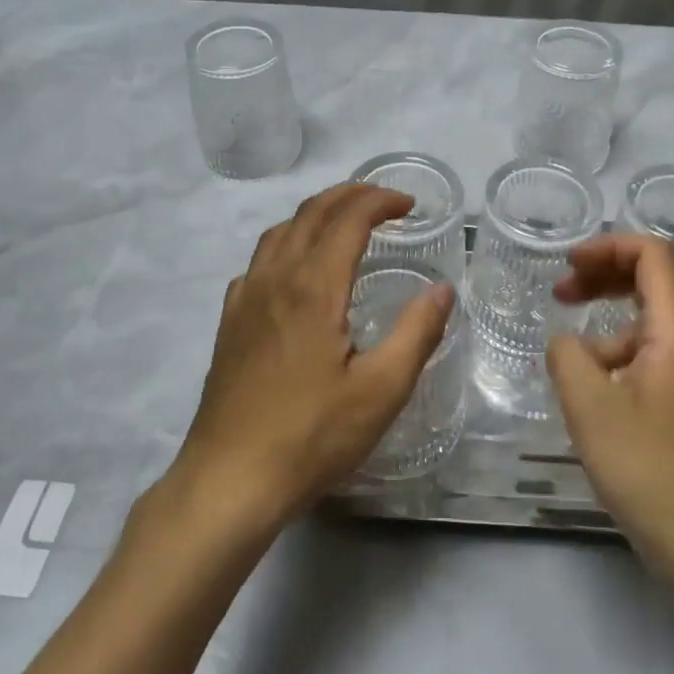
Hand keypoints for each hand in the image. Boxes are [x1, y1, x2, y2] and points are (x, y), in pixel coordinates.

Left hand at [167, 182, 455, 538]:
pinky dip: (286, 243)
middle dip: (350, 195)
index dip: (380, 201)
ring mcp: (246, 298)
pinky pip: (258, 261)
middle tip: (383, 200)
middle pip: (311, 213)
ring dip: (316, 213)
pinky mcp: (230, 321)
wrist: (230, 479)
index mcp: (314, 286)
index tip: (409, 204)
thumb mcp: (381, 391)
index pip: (348, 219)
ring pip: (280, 231)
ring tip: (344, 222)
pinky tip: (296, 270)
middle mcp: (276, 278)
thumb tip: (443, 289)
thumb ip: (417, 333)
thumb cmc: (312, 436)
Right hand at [547, 235, 673, 584]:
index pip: (652, 254)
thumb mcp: (590, 409)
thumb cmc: (652, 474)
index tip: (567, 268)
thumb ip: (567, 356)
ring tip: (575, 372)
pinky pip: (665, 359)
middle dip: (603, 279)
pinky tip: (604, 400)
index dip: (606, 247)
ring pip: (656, 326)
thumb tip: (568, 343)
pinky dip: (628, 360)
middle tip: (562, 296)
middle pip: (655, 283)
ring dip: (610, 329)